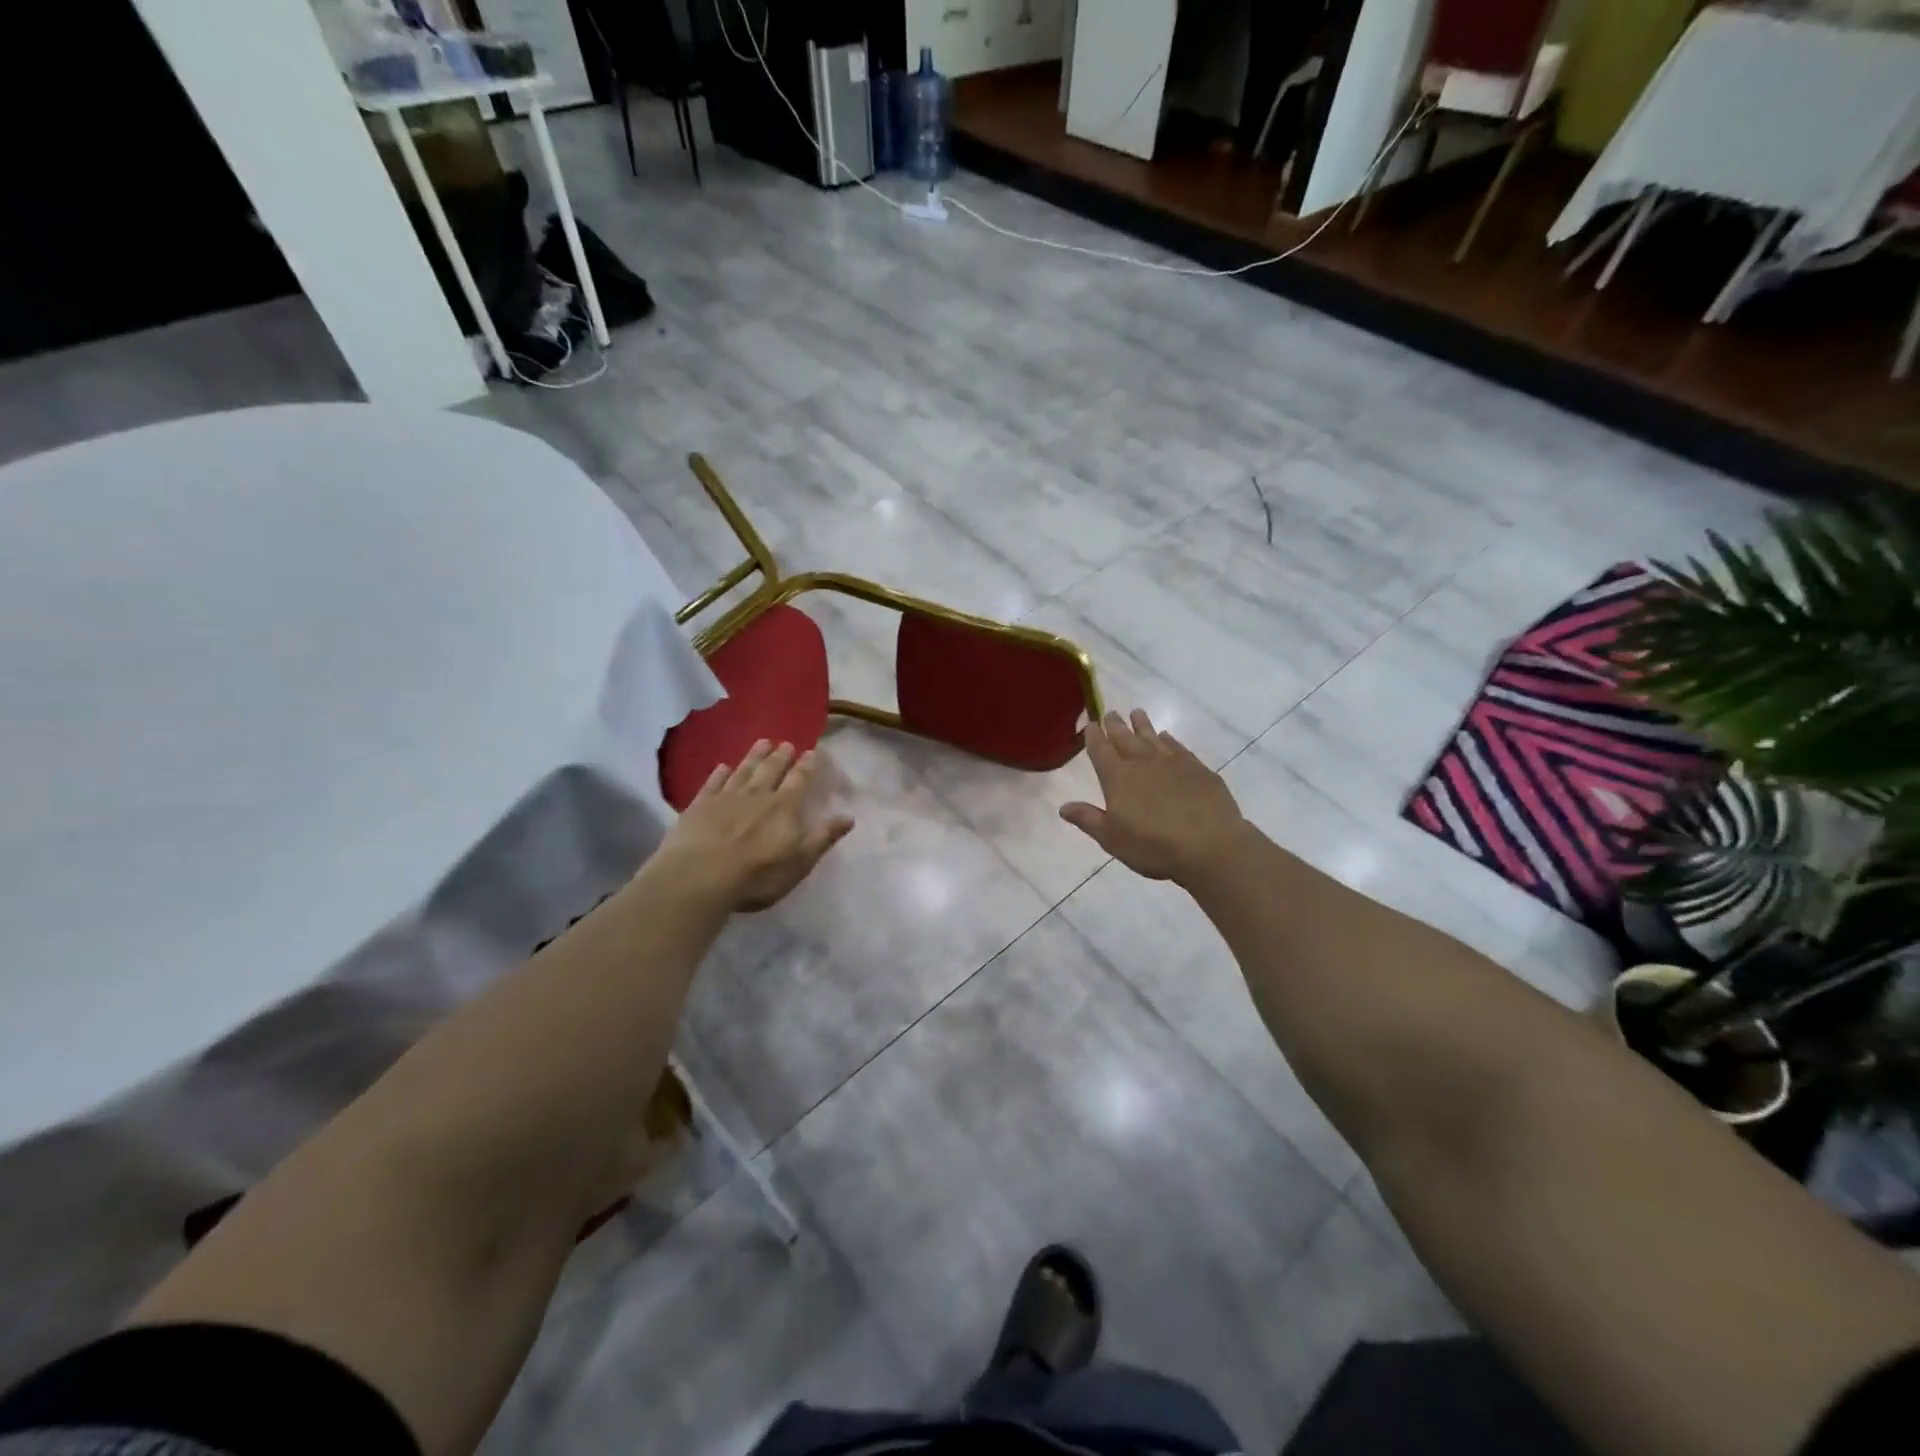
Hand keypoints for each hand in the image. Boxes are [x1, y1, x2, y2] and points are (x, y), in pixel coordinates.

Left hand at [659, 741, 853, 911]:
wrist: (702, 876)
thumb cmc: (758, 874)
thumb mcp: (800, 861)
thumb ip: (823, 837)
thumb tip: (849, 817)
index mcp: (784, 807)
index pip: (799, 781)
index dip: (806, 766)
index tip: (811, 751)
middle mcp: (757, 795)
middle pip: (771, 770)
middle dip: (780, 756)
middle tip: (786, 743)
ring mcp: (726, 798)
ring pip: (744, 771)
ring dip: (754, 756)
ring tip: (763, 742)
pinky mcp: (700, 806)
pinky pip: (712, 783)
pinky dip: (719, 774)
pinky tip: (722, 766)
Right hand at [1060, 710, 1246, 883]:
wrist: (1209, 845)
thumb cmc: (1154, 846)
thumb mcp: (1113, 838)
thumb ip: (1088, 819)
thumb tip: (1063, 806)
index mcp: (1117, 777)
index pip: (1101, 750)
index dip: (1094, 736)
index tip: (1090, 723)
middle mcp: (1142, 762)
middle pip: (1125, 738)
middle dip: (1115, 725)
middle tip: (1110, 713)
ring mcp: (1172, 762)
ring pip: (1152, 737)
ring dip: (1142, 725)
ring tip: (1137, 713)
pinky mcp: (1197, 769)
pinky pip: (1178, 747)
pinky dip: (1169, 740)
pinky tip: (1167, 737)